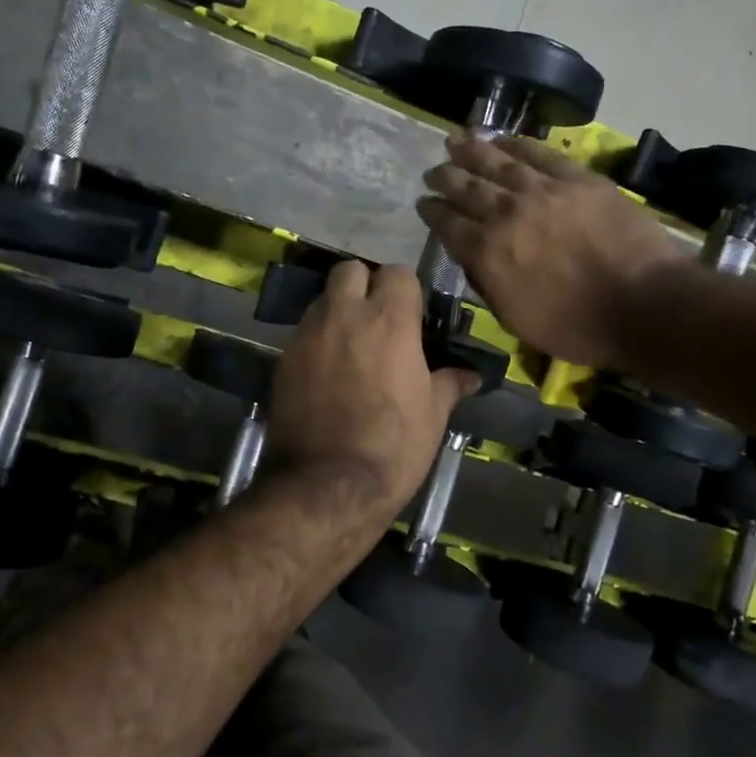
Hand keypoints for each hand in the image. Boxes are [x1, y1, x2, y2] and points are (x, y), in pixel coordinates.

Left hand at [262, 261, 478, 525]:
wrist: (326, 486)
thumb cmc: (392, 447)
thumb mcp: (432, 415)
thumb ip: (449, 383)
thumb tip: (472, 375)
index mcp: (389, 320)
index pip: (397, 273)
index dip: (405, 290)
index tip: (411, 315)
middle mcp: (344, 315)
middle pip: (350, 270)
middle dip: (364, 285)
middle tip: (377, 318)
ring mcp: (308, 334)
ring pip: (323, 299)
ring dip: (338, 311)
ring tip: (351, 346)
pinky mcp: (283, 358)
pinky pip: (304, 332)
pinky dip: (317, 339)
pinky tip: (327, 371)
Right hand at [417, 134, 680, 368]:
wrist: (643, 305)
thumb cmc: (576, 326)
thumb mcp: (515, 319)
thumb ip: (486, 282)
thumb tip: (470, 256)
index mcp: (486, 252)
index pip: (447, 223)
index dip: (432, 211)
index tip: (424, 202)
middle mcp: (505, 213)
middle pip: (465, 187)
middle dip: (445, 177)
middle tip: (434, 172)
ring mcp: (542, 191)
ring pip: (497, 162)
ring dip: (471, 151)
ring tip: (455, 141)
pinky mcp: (577, 178)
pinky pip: (538, 154)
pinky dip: (515, 144)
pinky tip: (501, 139)